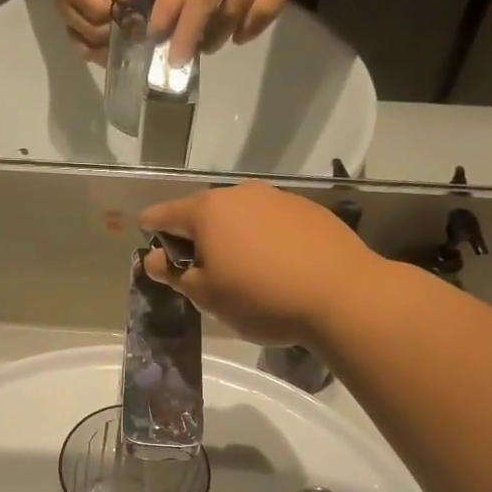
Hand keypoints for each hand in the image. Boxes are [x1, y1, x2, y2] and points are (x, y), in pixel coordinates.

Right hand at [49, 0, 129, 59]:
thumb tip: (125, 4)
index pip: (99, 12)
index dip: (119, 18)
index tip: (136, 18)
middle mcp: (66, 9)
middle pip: (94, 34)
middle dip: (116, 35)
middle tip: (135, 34)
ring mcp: (66, 22)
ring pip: (88, 47)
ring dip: (108, 49)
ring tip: (126, 45)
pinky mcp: (70, 30)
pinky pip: (83, 50)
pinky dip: (99, 53)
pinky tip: (113, 51)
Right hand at [139, 182, 376, 346]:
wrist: (342, 295)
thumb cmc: (261, 298)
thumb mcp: (207, 296)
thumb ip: (174, 274)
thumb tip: (153, 259)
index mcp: (208, 211)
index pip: (165, 214)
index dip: (152, 230)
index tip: (149, 244)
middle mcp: (241, 194)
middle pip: (204, 213)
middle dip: (195, 237)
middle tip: (199, 272)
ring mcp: (278, 198)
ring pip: (241, 216)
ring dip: (231, 238)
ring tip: (241, 272)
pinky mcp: (309, 210)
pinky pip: (271, 223)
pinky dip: (263, 240)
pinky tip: (276, 267)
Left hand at [151, 0, 327, 64]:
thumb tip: (172, 9)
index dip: (168, 8)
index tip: (157, 36)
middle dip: (188, 32)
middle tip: (177, 59)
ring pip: (235, 7)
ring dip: (217, 34)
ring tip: (207, 47)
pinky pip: (266, 10)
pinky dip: (249, 29)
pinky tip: (238, 37)